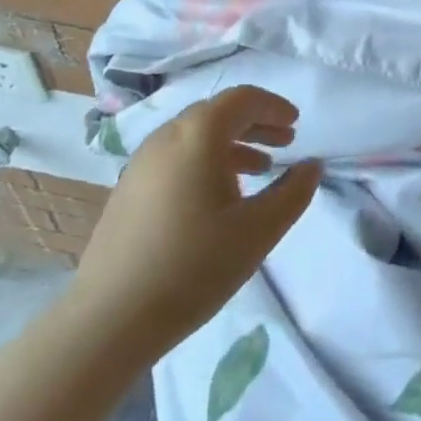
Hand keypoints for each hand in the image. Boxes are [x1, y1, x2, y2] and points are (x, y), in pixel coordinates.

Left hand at [66, 85, 320, 356]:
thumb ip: (293, 193)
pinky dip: (205, 162)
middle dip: (255, 124)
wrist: (108, 321)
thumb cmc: (193, 267)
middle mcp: (167, 136)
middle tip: (284, 146)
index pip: (242, 99)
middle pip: (217, 114)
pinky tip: (217, 200)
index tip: (296, 125)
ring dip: (231, 145)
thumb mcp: (258, 231)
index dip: (273, 106)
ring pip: (195, 137)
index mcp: (199, 134)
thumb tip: (312, 166)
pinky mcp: (127, 190)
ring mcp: (141, 163)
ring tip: (258, 172)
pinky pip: (176, 158)